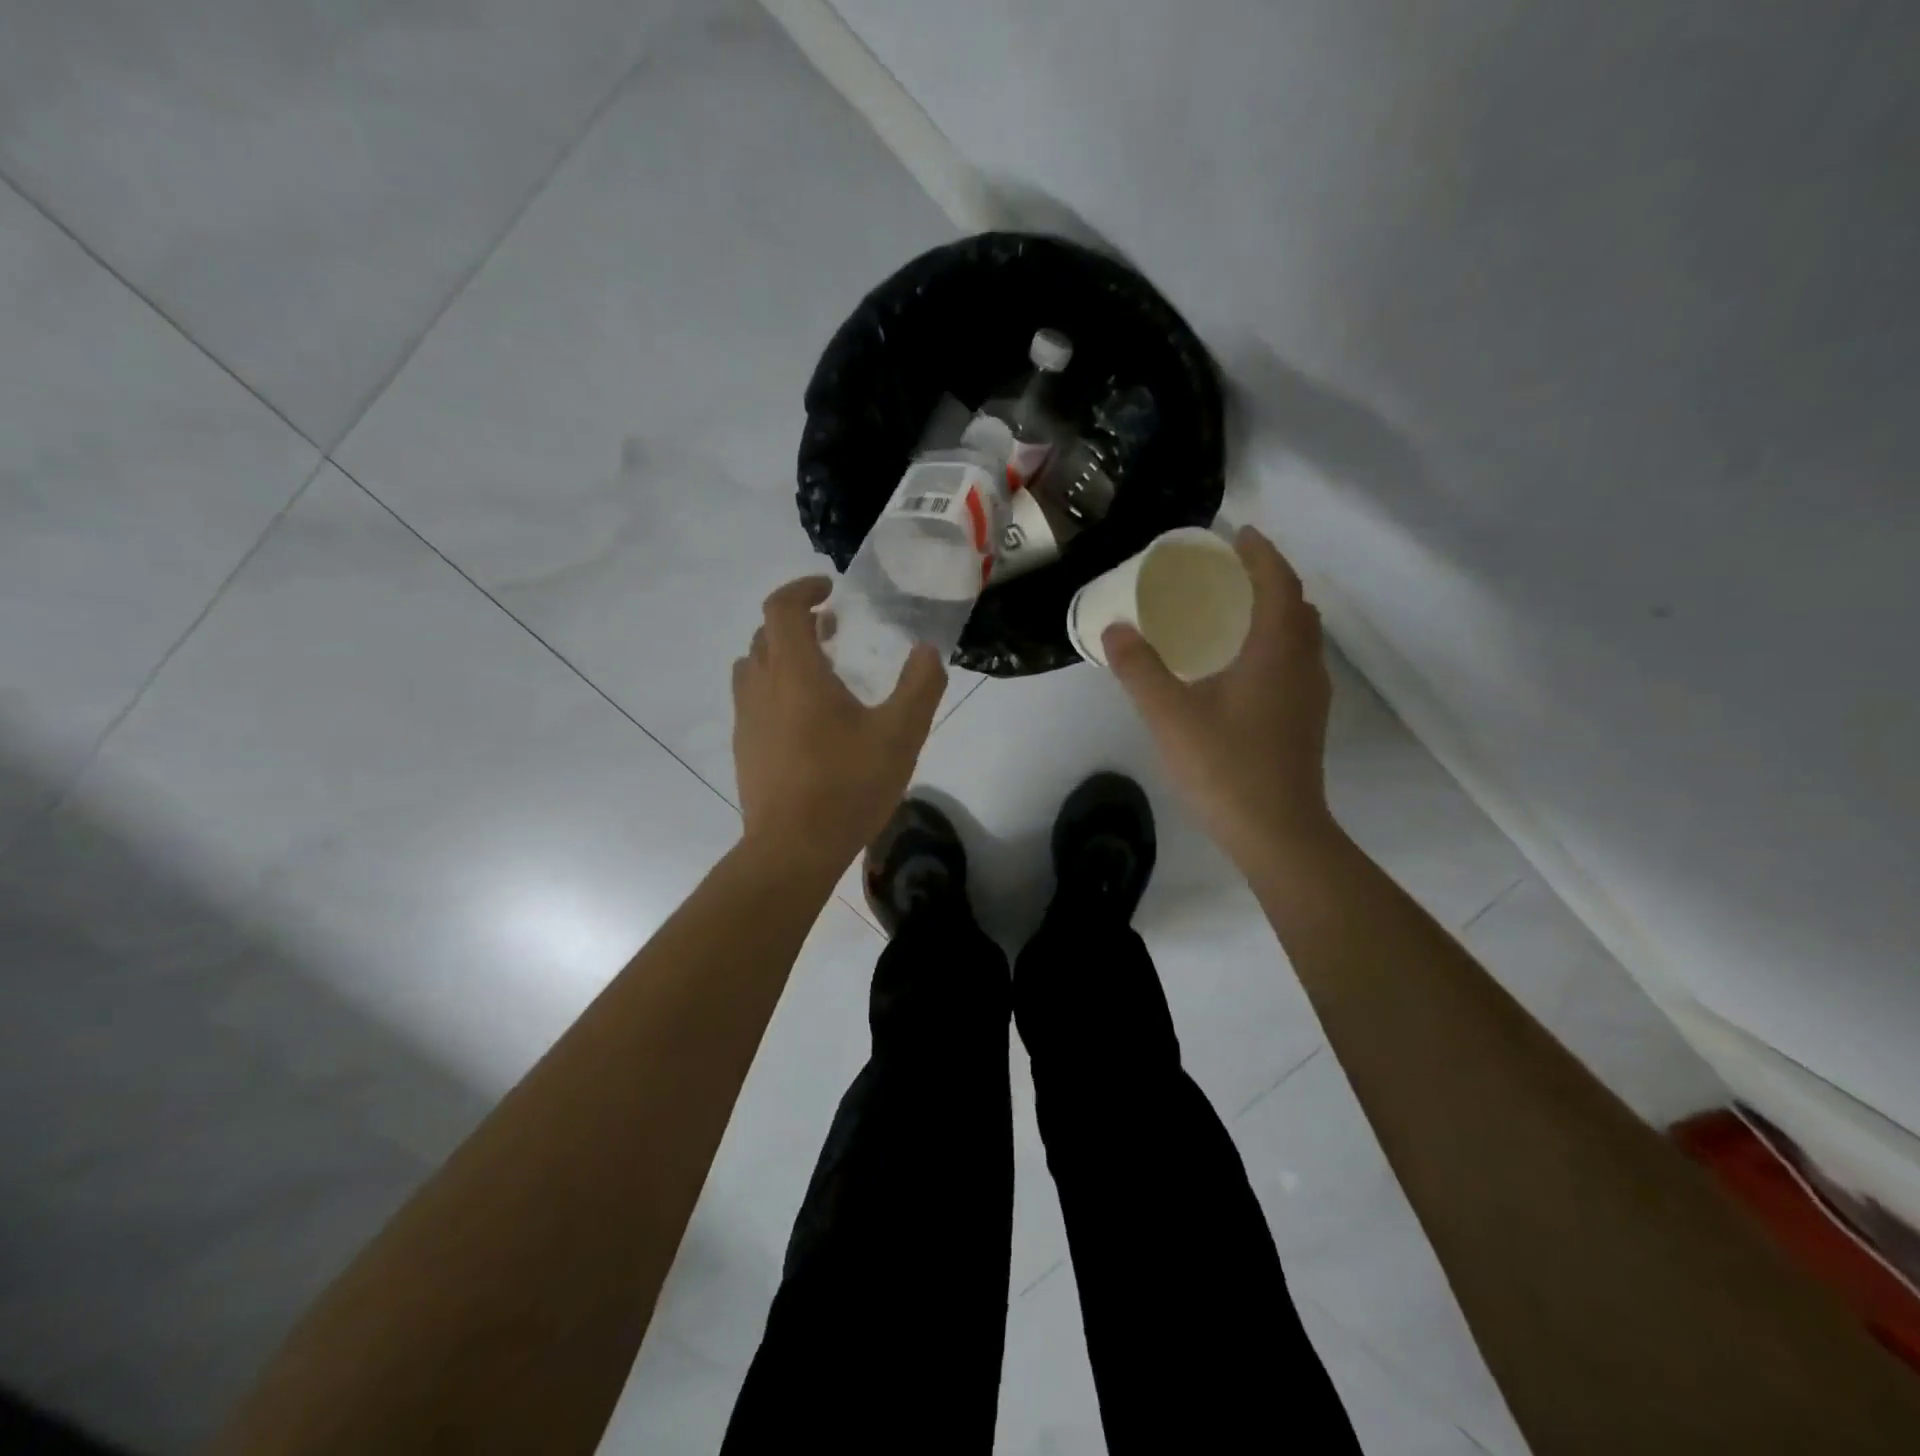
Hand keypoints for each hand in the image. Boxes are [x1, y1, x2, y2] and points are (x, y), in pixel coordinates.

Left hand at [732, 577, 946, 871]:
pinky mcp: (743, 749)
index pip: (782, 607)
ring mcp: (746, 720)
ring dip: (782, 656)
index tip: (830, 591)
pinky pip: (753, 701)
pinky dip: (775, 691)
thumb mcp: (901, 735)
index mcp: (795, 672)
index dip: (803, 588)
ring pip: (753, 668)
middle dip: (798, 623)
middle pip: (765, 635)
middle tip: (834, 632)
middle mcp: (761, 687)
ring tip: (820, 674)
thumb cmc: (847, 785)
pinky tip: (807, 723)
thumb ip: (920, 686)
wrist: (793, 849)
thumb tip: (927, 651)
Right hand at [1104, 526, 1336, 870]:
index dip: (1261, 553)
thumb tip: (1115, 628)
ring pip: (1300, 636)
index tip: (1237, 535)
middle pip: (1295, 605)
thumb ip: (1139, 669)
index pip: (1278, 583)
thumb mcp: (1169, 716)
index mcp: (1276, 651)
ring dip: (1275, 612)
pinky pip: (1296, 661)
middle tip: (1229, 572)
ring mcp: (1310, 695)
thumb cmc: (1225, 768)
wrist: (1277, 833)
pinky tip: (1242, 665)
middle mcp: (1303, 665)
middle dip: (1268, 579)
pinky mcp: (1306, 721)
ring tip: (1234, 611)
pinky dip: (1275, 643)